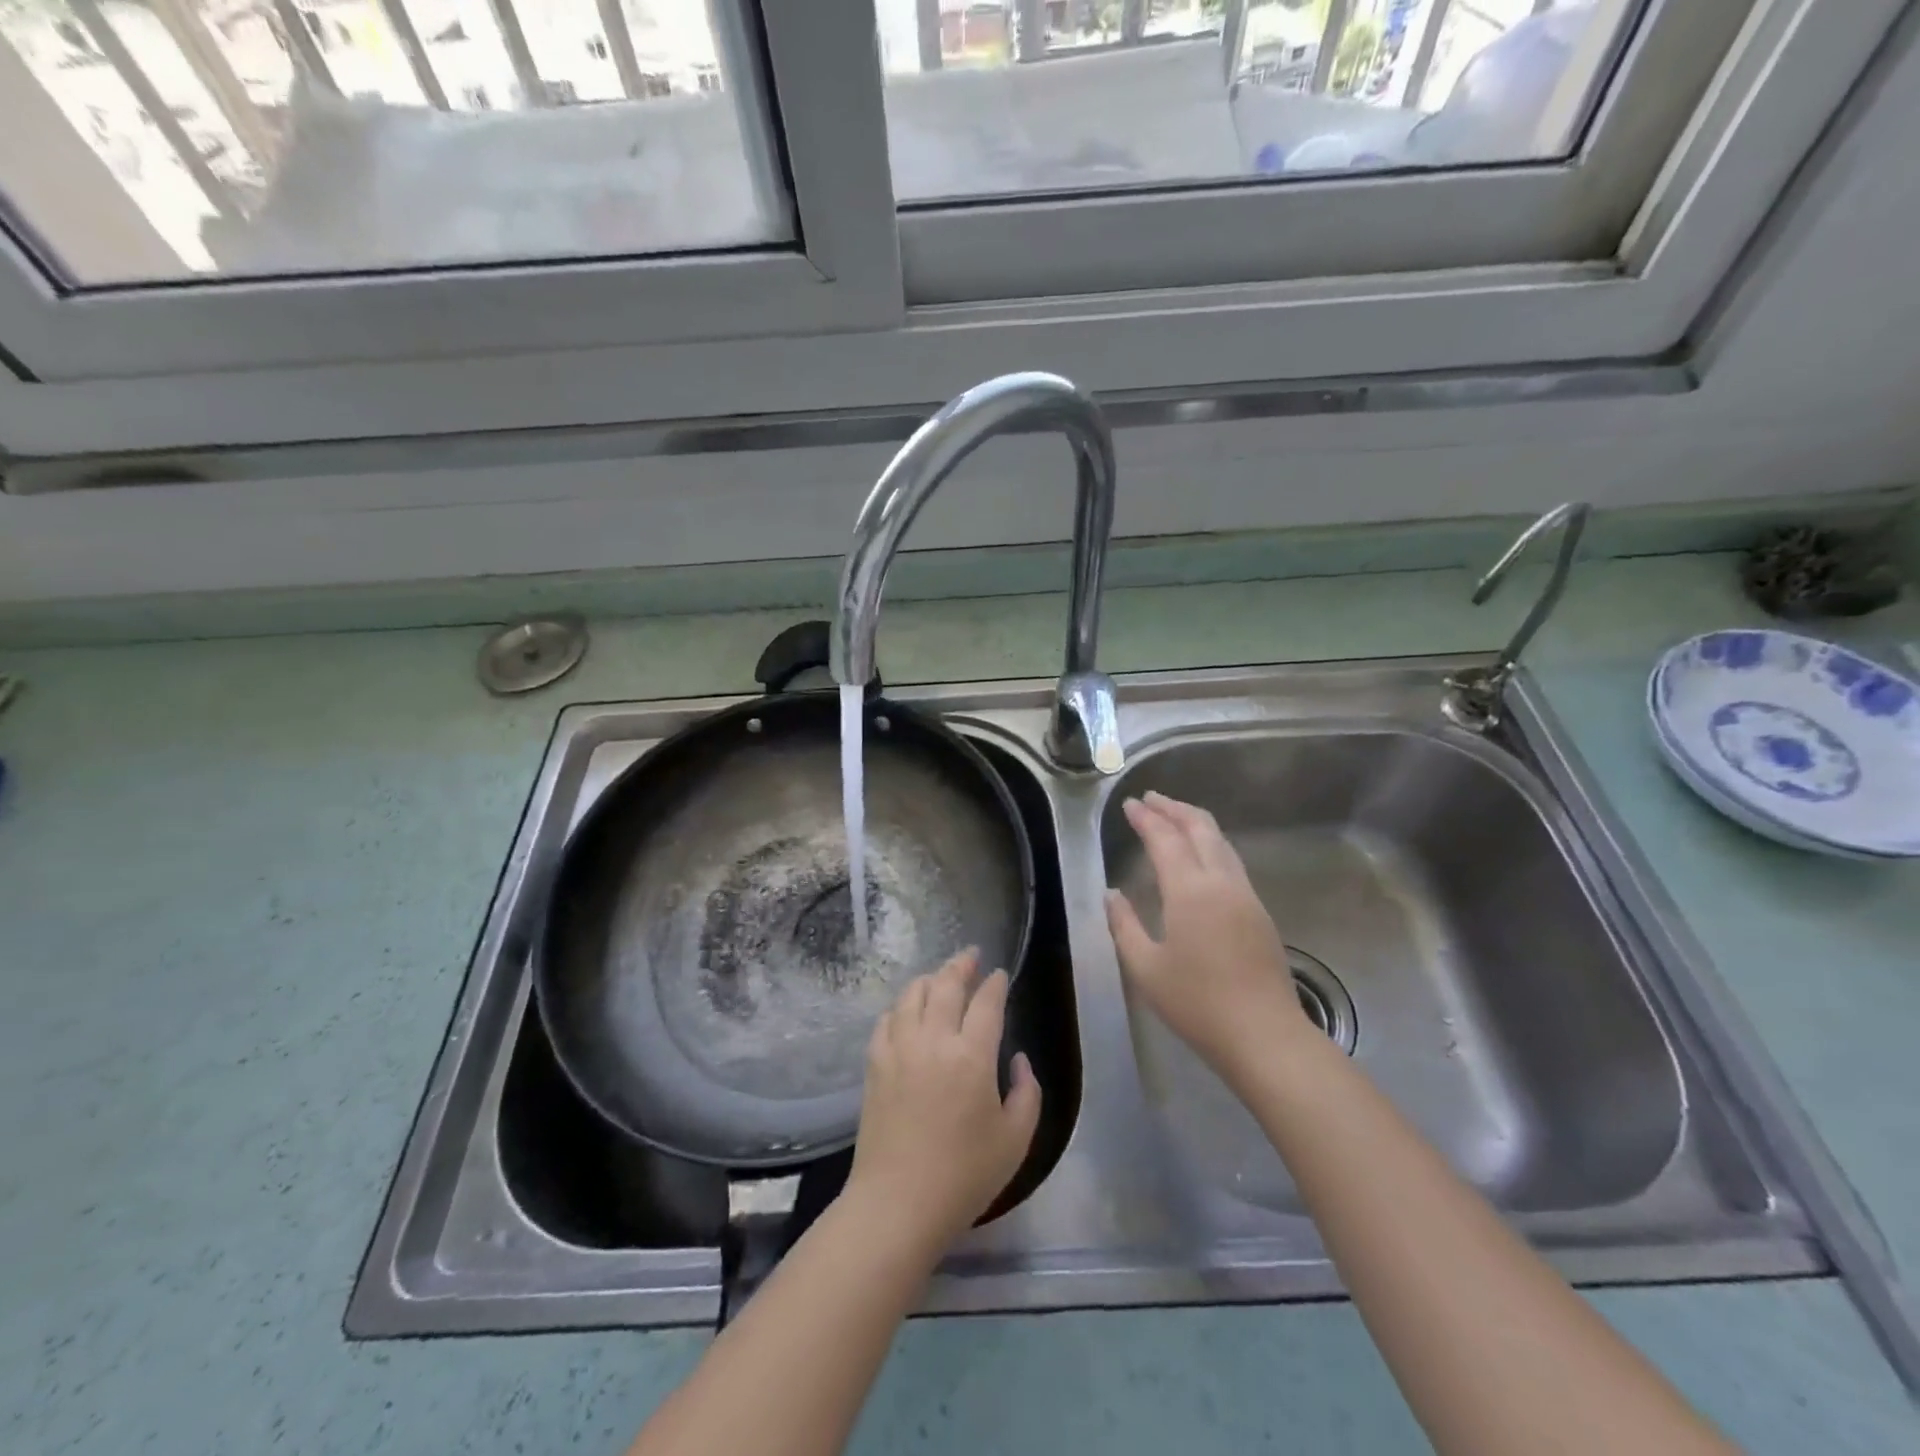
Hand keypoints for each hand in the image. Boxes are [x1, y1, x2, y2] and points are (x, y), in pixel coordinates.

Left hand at [842, 949, 1041, 1259]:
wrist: (897, 1203)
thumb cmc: (964, 1176)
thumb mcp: (1016, 1140)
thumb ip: (1027, 1092)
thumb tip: (1016, 1059)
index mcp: (972, 1055)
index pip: (987, 1002)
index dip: (995, 984)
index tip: (1000, 974)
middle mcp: (934, 1040)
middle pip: (946, 984)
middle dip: (961, 965)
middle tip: (971, 955)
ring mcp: (899, 1049)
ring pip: (912, 994)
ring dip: (930, 979)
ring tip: (940, 977)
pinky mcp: (875, 1064)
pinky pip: (887, 1020)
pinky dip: (901, 1007)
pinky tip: (907, 1011)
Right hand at [1105, 791, 1311, 1083]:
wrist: (1264, 1035)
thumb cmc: (1197, 1003)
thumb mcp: (1145, 968)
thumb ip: (1125, 925)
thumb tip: (1112, 894)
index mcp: (1190, 891)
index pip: (1165, 839)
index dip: (1146, 818)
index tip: (1130, 804)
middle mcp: (1221, 882)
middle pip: (1200, 828)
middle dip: (1174, 808)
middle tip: (1151, 799)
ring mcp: (1246, 895)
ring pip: (1221, 842)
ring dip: (1195, 823)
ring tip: (1174, 817)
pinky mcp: (1259, 912)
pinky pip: (1231, 861)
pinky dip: (1211, 843)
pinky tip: (1201, 856)